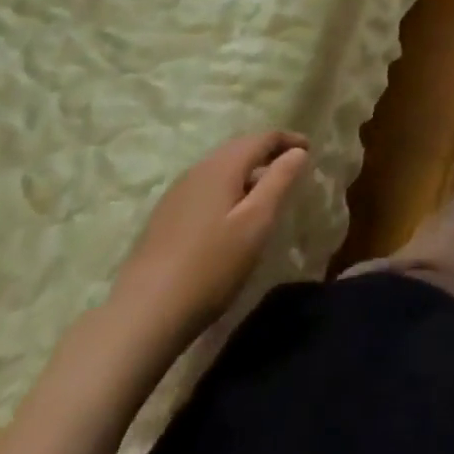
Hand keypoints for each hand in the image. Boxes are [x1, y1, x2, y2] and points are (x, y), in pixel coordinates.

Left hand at [109, 130, 308, 354]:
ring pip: (220, 168)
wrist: (143, 315)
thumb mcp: (256, 222)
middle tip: (291, 168)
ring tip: (266, 192)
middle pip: (239, 149)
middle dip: (267, 153)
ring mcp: (177, 194)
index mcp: (222, 166)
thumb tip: (297, 151)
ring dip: (247, 172)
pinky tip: (231, 215)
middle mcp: (197, 170)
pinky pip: (206, 187)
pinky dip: (228, 188)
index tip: (310, 150)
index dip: (288, 140)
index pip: (261, 138)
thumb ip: (279, 181)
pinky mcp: (165, 217)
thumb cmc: (211, 265)